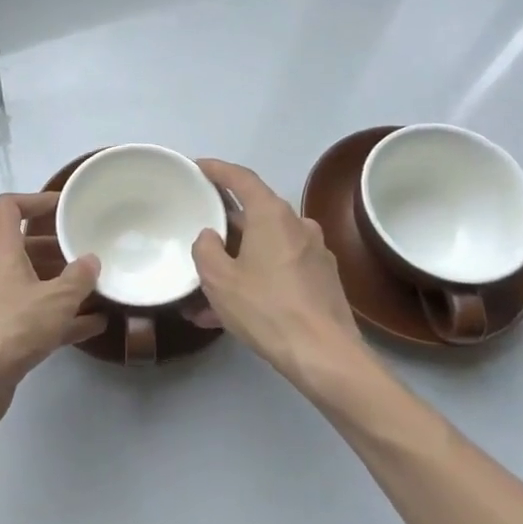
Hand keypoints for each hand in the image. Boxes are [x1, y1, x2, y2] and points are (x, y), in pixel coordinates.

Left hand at [0, 193, 105, 417]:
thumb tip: (90, 260)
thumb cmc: (12, 327)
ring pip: (33, 283)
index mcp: (1, 251)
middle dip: (57, 246)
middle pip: (24, 247)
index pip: (8, 208)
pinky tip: (95, 325)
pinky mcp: (5, 334)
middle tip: (88, 248)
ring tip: (98, 285)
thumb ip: (78, 278)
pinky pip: (37, 315)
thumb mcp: (55, 299)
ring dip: (62, 283)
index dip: (34, 200)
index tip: (63, 207)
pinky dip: (62, 317)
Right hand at [191, 159, 371, 384]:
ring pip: (265, 247)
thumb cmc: (266, 308)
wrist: (325, 356)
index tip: (197, 166)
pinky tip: (230, 313)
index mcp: (272, 215)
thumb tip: (210, 237)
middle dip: (224, 226)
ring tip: (206, 290)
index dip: (217, 169)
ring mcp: (314, 254)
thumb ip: (205, 249)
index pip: (241, 178)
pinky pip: (279, 270)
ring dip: (237, 261)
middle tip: (198, 235)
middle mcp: (298, 226)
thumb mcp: (219, 279)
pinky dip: (255, 280)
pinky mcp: (322, 281)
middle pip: (254, 214)